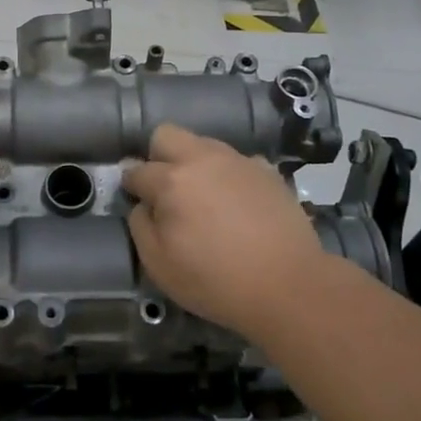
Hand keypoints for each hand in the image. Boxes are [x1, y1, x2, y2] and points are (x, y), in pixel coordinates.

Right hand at [122, 124, 323, 339]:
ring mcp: (237, 161)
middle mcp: (202, 159)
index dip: (131, 186)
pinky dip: (230, 176)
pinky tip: (237, 203)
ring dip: (195, 163)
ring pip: (203, 144)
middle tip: (166, 189)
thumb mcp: (159, 265)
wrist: (289, 286)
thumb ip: (141, 226)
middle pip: (166, 135)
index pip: (136, 171)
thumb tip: (143, 206)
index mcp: (171, 180)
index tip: (135, 200)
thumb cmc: (216, 280)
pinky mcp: (267, 171)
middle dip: (157, 156)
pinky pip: (237, 162)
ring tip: (204, 197)